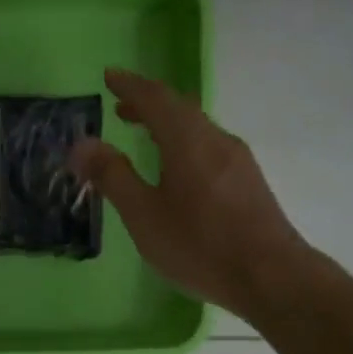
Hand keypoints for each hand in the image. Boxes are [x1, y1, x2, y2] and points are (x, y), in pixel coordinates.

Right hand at [71, 69, 305, 314]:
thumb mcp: (143, 214)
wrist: (271, 276)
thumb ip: (112, 176)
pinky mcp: (248, 182)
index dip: (130, 86)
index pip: (155, 98)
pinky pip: (208, 146)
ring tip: (144, 134)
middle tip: (120, 107)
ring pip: (197, 128)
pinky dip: (184, 142)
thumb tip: (82, 143)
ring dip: (167, 124)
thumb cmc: (199, 245)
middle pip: (180, 108)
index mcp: (187, 140)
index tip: (109, 76)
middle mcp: (215, 139)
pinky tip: (177, 168)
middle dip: (148, 103)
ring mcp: (237, 160)